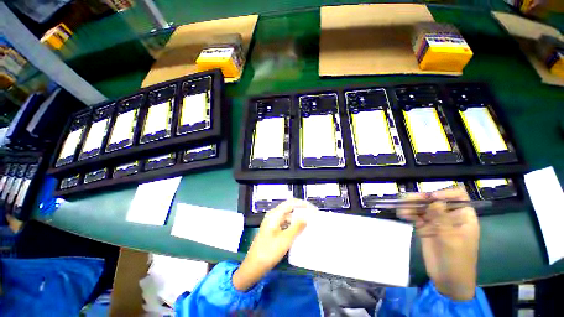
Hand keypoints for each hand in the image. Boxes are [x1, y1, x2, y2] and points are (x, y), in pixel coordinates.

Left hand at [233, 199, 310, 290]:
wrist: (253, 266)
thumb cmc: (268, 252)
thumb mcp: (285, 239)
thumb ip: (297, 227)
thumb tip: (306, 218)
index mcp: (275, 214)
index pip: (291, 203)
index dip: (303, 204)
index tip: (313, 209)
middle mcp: (273, 215)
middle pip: (289, 208)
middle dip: (301, 211)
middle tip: (312, 217)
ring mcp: (272, 222)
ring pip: (288, 217)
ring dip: (297, 219)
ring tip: (308, 224)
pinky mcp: (273, 230)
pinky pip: (285, 224)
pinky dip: (292, 225)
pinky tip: (299, 231)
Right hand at [398, 187, 478, 300]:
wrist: (448, 280)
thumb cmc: (457, 260)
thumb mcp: (452, 240)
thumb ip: (443, 219)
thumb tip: (435, 199)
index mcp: (463, 217)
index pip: (458, 197)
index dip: (445, 193)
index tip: (431, 198)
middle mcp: (449, 216)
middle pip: (435, 200)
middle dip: (422, 198)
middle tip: (408, 200)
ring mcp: (435, 222)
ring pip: (422, 207)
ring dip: (411, 205)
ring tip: (402, 208)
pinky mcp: (424, 227)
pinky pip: (415, 216)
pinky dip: (408, 213)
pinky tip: (402, 214)